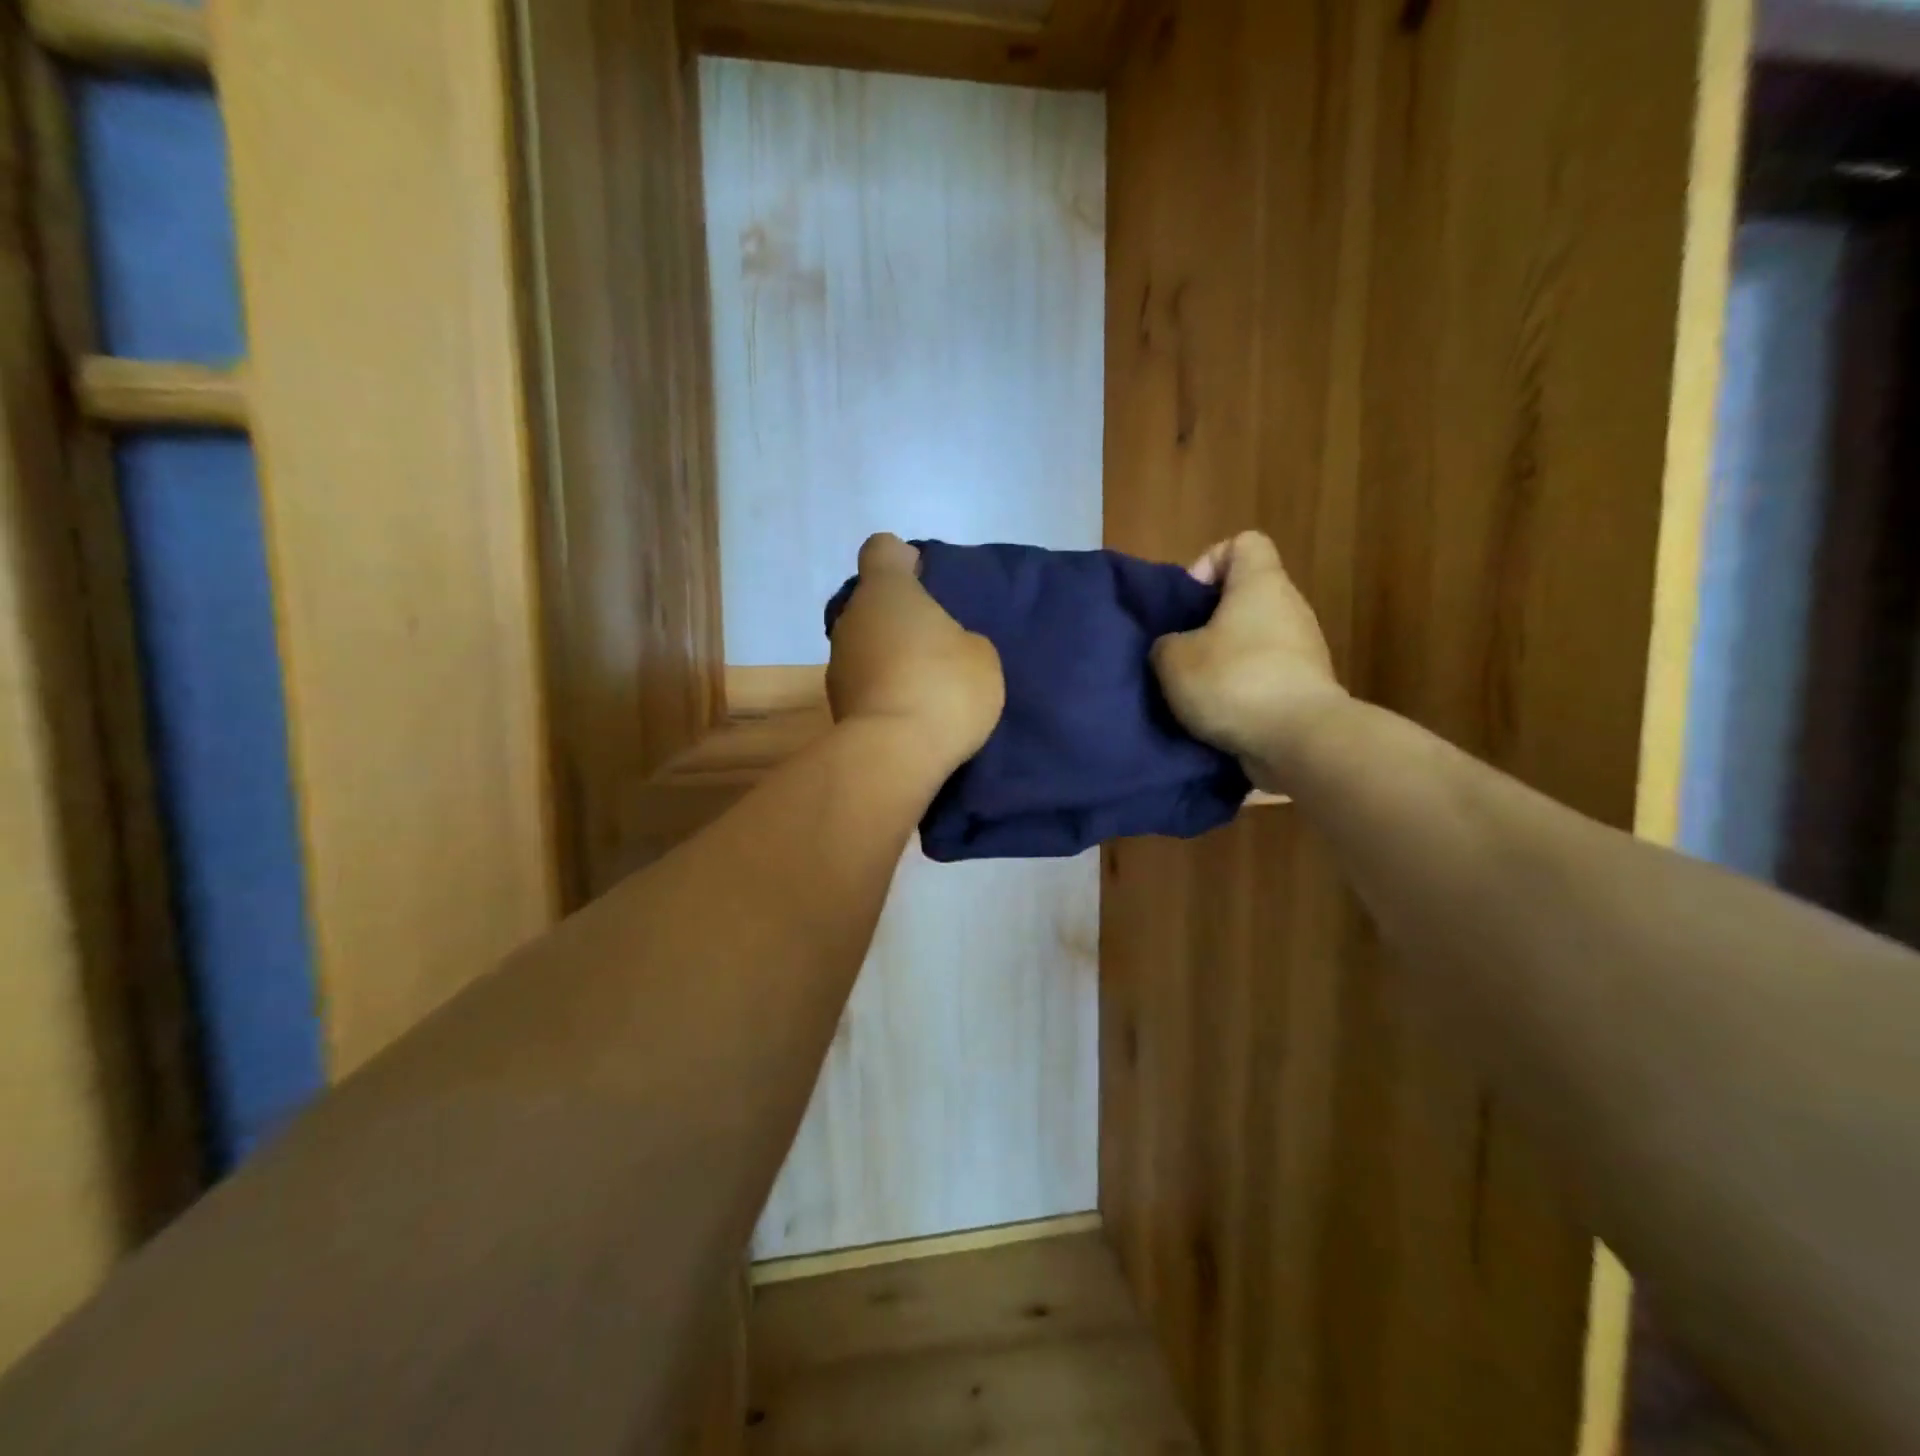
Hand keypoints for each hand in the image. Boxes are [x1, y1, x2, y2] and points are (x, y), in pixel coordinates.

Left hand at [827, 534, 1004, 771]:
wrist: (895, 756)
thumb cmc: (944, 688)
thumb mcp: (980, 655)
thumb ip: (960, 637)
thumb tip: (939, 647)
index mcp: (886, 591)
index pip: (882, 550)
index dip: (902, 559)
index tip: (924, 579)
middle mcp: (852, 618)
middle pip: (873, 602)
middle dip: (900, 615)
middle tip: (936, 640)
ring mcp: (838, 662)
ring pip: (867, 644)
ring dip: (890, 655)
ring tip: (925, 684)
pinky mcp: (836, 704)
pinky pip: (865, 682)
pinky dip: (883, 689)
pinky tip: (911, 712)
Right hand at [1151, 531, 1347, 790]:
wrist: (1300, 740)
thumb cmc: (1234, 681)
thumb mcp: (1174, 660)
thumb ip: (1166, 644)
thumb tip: (1175, 648)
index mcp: (1261, 584)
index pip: (1244, 543)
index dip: (1210, 562)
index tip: (1189, 601)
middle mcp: (1290, 608)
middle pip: (1247, 598)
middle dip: (1210, 622)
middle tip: (1181, 652)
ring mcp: (1304, 650)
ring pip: (1255, 641)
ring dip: (1225, 661)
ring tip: (1196, 690)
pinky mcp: (1306, 688)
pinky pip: (1266, 676)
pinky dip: (1243, 691)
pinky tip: (1219, 715)